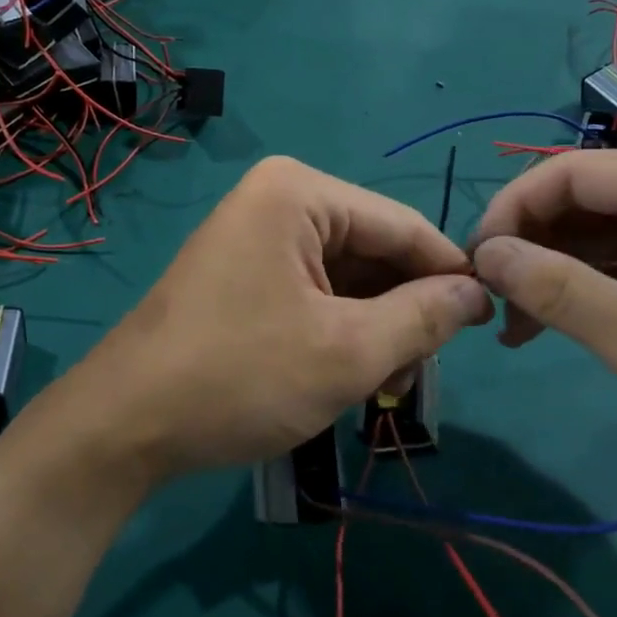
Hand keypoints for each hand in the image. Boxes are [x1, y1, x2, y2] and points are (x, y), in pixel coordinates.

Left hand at [70, 156, 491, 482]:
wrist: (126, 423)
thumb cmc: (239, 377)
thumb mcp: (347, 351)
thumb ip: (423, 316)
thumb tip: (476, 292)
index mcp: (298, 192)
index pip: (402, 225)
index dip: (450, 274)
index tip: (490, 325)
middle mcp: (276, 200)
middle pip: (372, 250)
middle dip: (402, 311)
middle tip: (412, 378)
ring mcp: (254, 236)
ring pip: (345, 276)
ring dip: (371, 328)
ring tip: (378, 387)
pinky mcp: (243, 273)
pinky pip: (311, 290)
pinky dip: (337, 331)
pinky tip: (342, 375)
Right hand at [469, 147, 616, 479]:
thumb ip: (559, 292)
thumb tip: (485, 255)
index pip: (570, 171)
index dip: (511, 211)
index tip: (476, 266)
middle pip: (578, 195)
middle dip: (527, 245)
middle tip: (491, 301)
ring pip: (590, 227)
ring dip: (546, 270)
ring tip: (513, 325)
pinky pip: (615, 254)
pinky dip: (577, 284)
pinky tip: (546, 323)